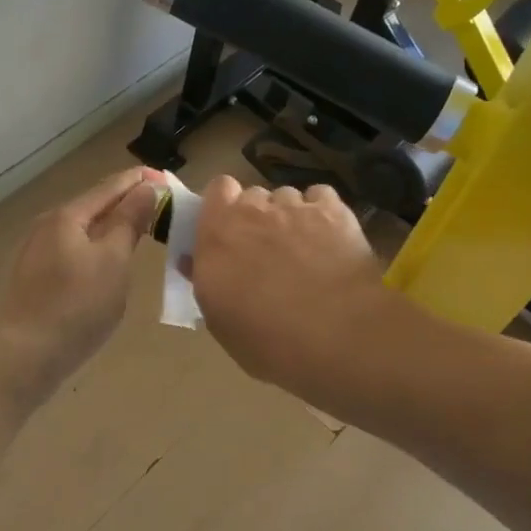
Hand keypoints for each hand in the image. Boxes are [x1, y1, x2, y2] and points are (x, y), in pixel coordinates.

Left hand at [0, 166, 163, 400]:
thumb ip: (129, 221)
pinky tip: (109, 259)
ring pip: (83, 229)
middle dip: (127, 202)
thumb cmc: (77, 306)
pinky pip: (74, 249)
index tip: (168, 179)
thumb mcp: (113, 261)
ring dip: (112, 225)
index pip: (111, 187)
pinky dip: (96, 246)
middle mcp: (48, 225)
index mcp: (67, 215)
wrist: (25, 356)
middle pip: (94, 205)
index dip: (140, 181)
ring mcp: (37, 251)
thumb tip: (146, 188)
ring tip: (141, 230)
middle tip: (161, 206)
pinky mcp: (36, 275)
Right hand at [191, 178, 388, 387]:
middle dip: (258, 217)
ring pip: (287, 197)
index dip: (225, 206)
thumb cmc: (267, 340)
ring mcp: (294, 207)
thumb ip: (205, 281)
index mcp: (217, 235)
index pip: (217, 190)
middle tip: (267, 250)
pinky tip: (329, 238)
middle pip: (253, 196)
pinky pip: (321, 197)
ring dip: (290, 216)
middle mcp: (252, 212)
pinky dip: (322, 212)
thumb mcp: (220, 321)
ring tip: (304, 249)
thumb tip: (194, 262)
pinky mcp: (334, 211)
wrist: (336, 336)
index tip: (229, 231)